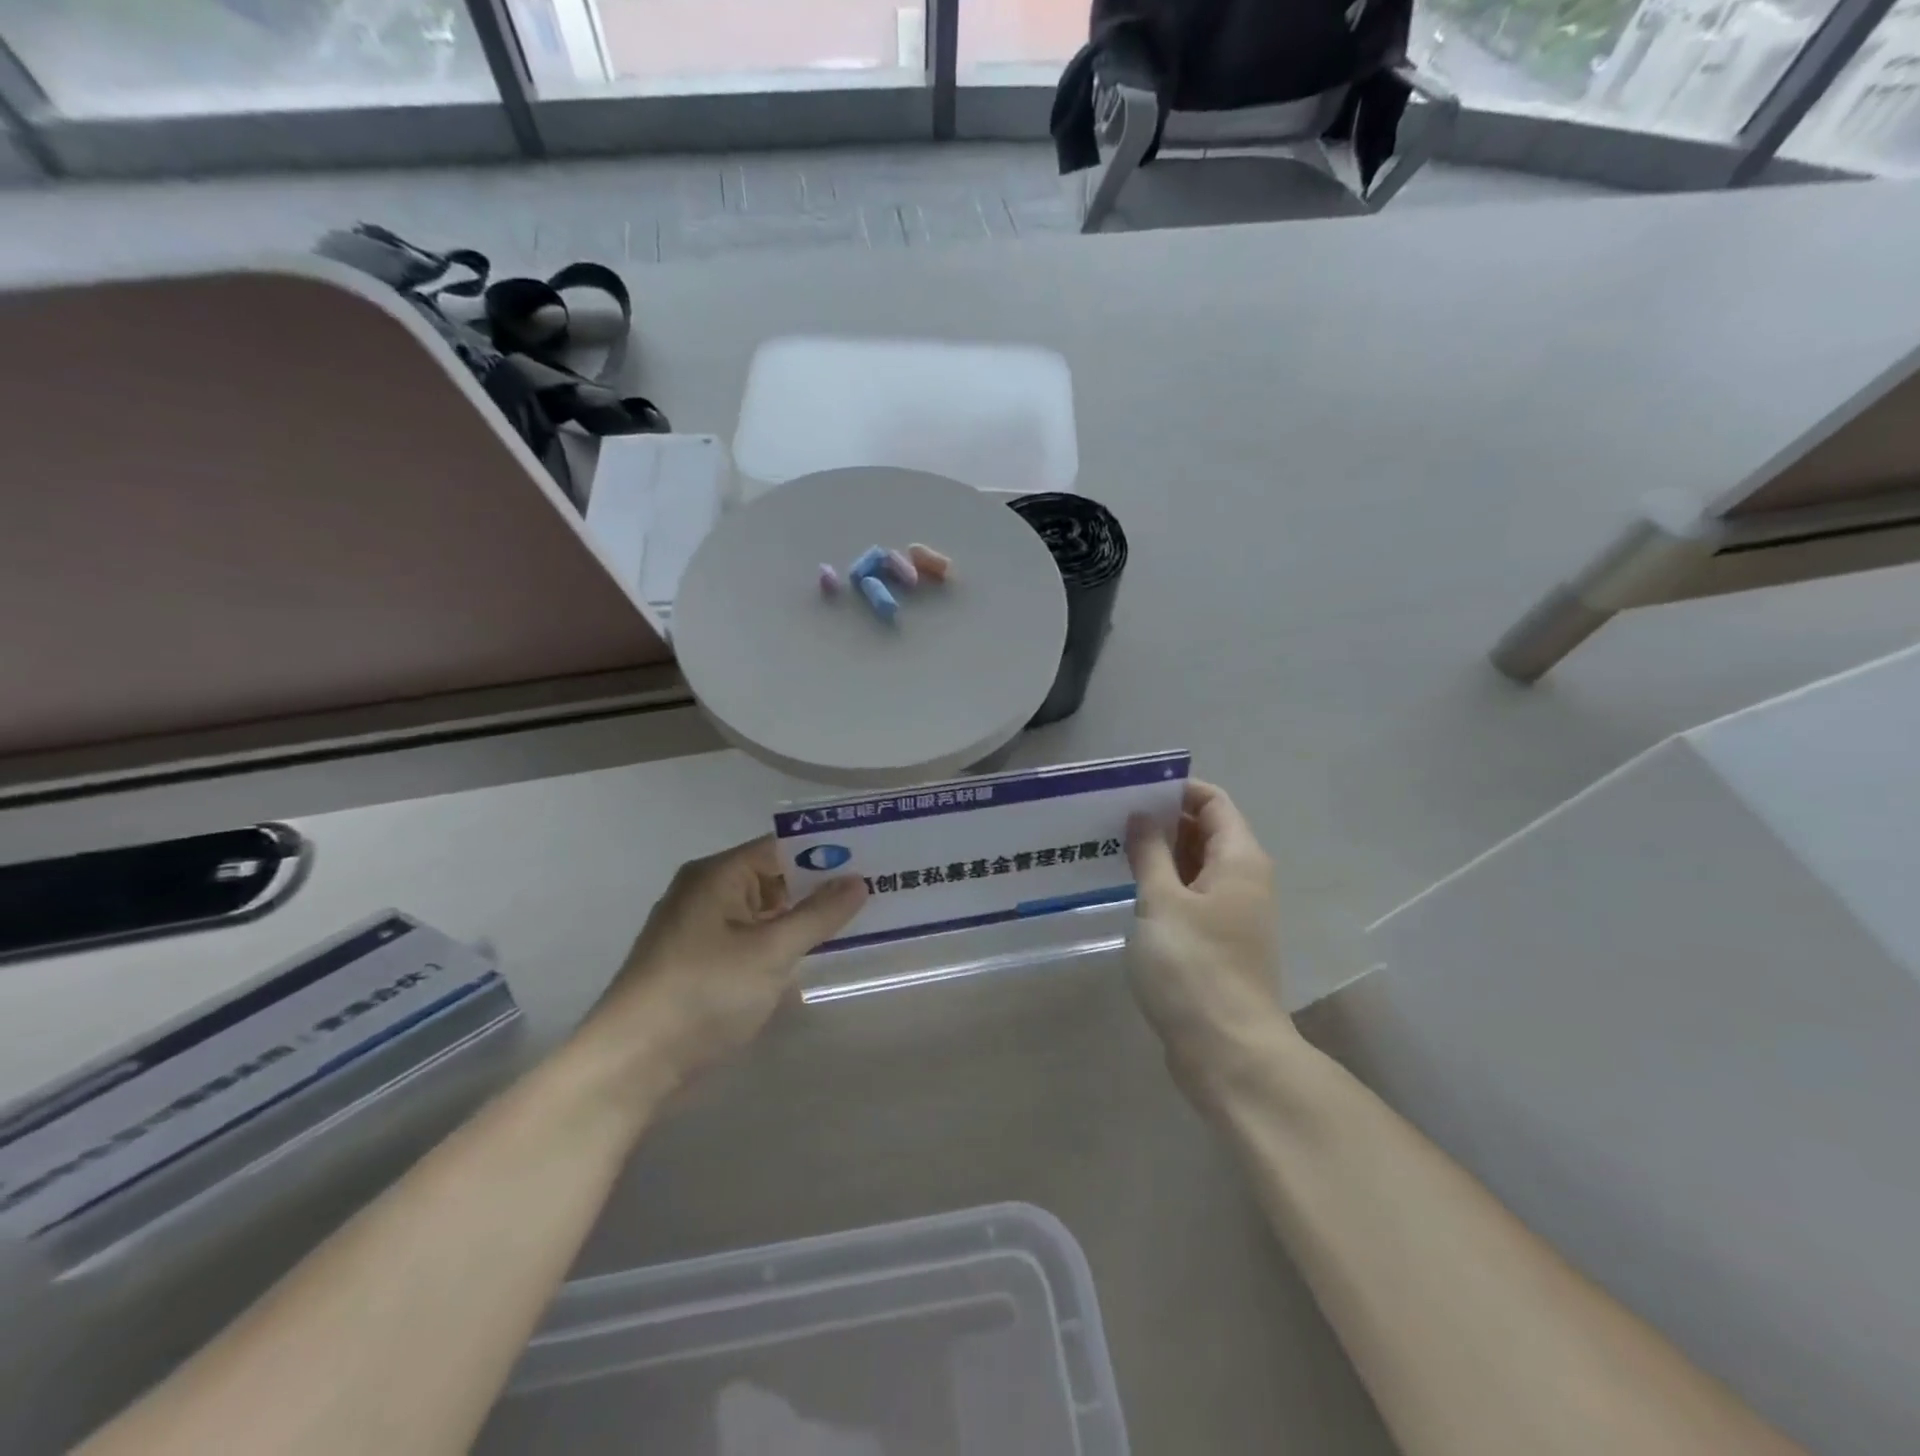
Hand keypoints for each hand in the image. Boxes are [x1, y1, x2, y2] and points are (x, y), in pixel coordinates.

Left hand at [579, 837, 865, 1100]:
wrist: (632, 1065)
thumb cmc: (703, 994)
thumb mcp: (770, 952)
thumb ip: (818, 915)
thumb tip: (858, 881)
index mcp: (718, 875)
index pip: (782, 847)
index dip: (828, 851)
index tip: (874, 858)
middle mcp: (708, 893)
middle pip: (775, 877)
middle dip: (822, 886)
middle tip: (877, 890)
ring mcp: (703, 930)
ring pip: (766, 912)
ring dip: (805, 918)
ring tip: (860, 921)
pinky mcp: (703, 964)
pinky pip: (753, 940)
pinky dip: (783, 944)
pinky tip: (817, 955)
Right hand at [1126, 781, 1295, 1105]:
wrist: (1227, 1050)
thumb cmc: (1193, 965)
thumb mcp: (1161, 901)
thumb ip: (1150, 852)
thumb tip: (1142, 815)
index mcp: (1239, 860)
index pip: (1213, 802)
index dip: (1176, 789)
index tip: (1132, 789)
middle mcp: (1243, 880)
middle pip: (1206, 831)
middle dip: (1162, 820)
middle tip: (1112, 816)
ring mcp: (1232, 913)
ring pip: (1195, 866)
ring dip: (1160, 854)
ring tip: (1112, 847)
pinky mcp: (1217, 942)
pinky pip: (1190, 896)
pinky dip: (1164, 885)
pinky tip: (1128, 889)